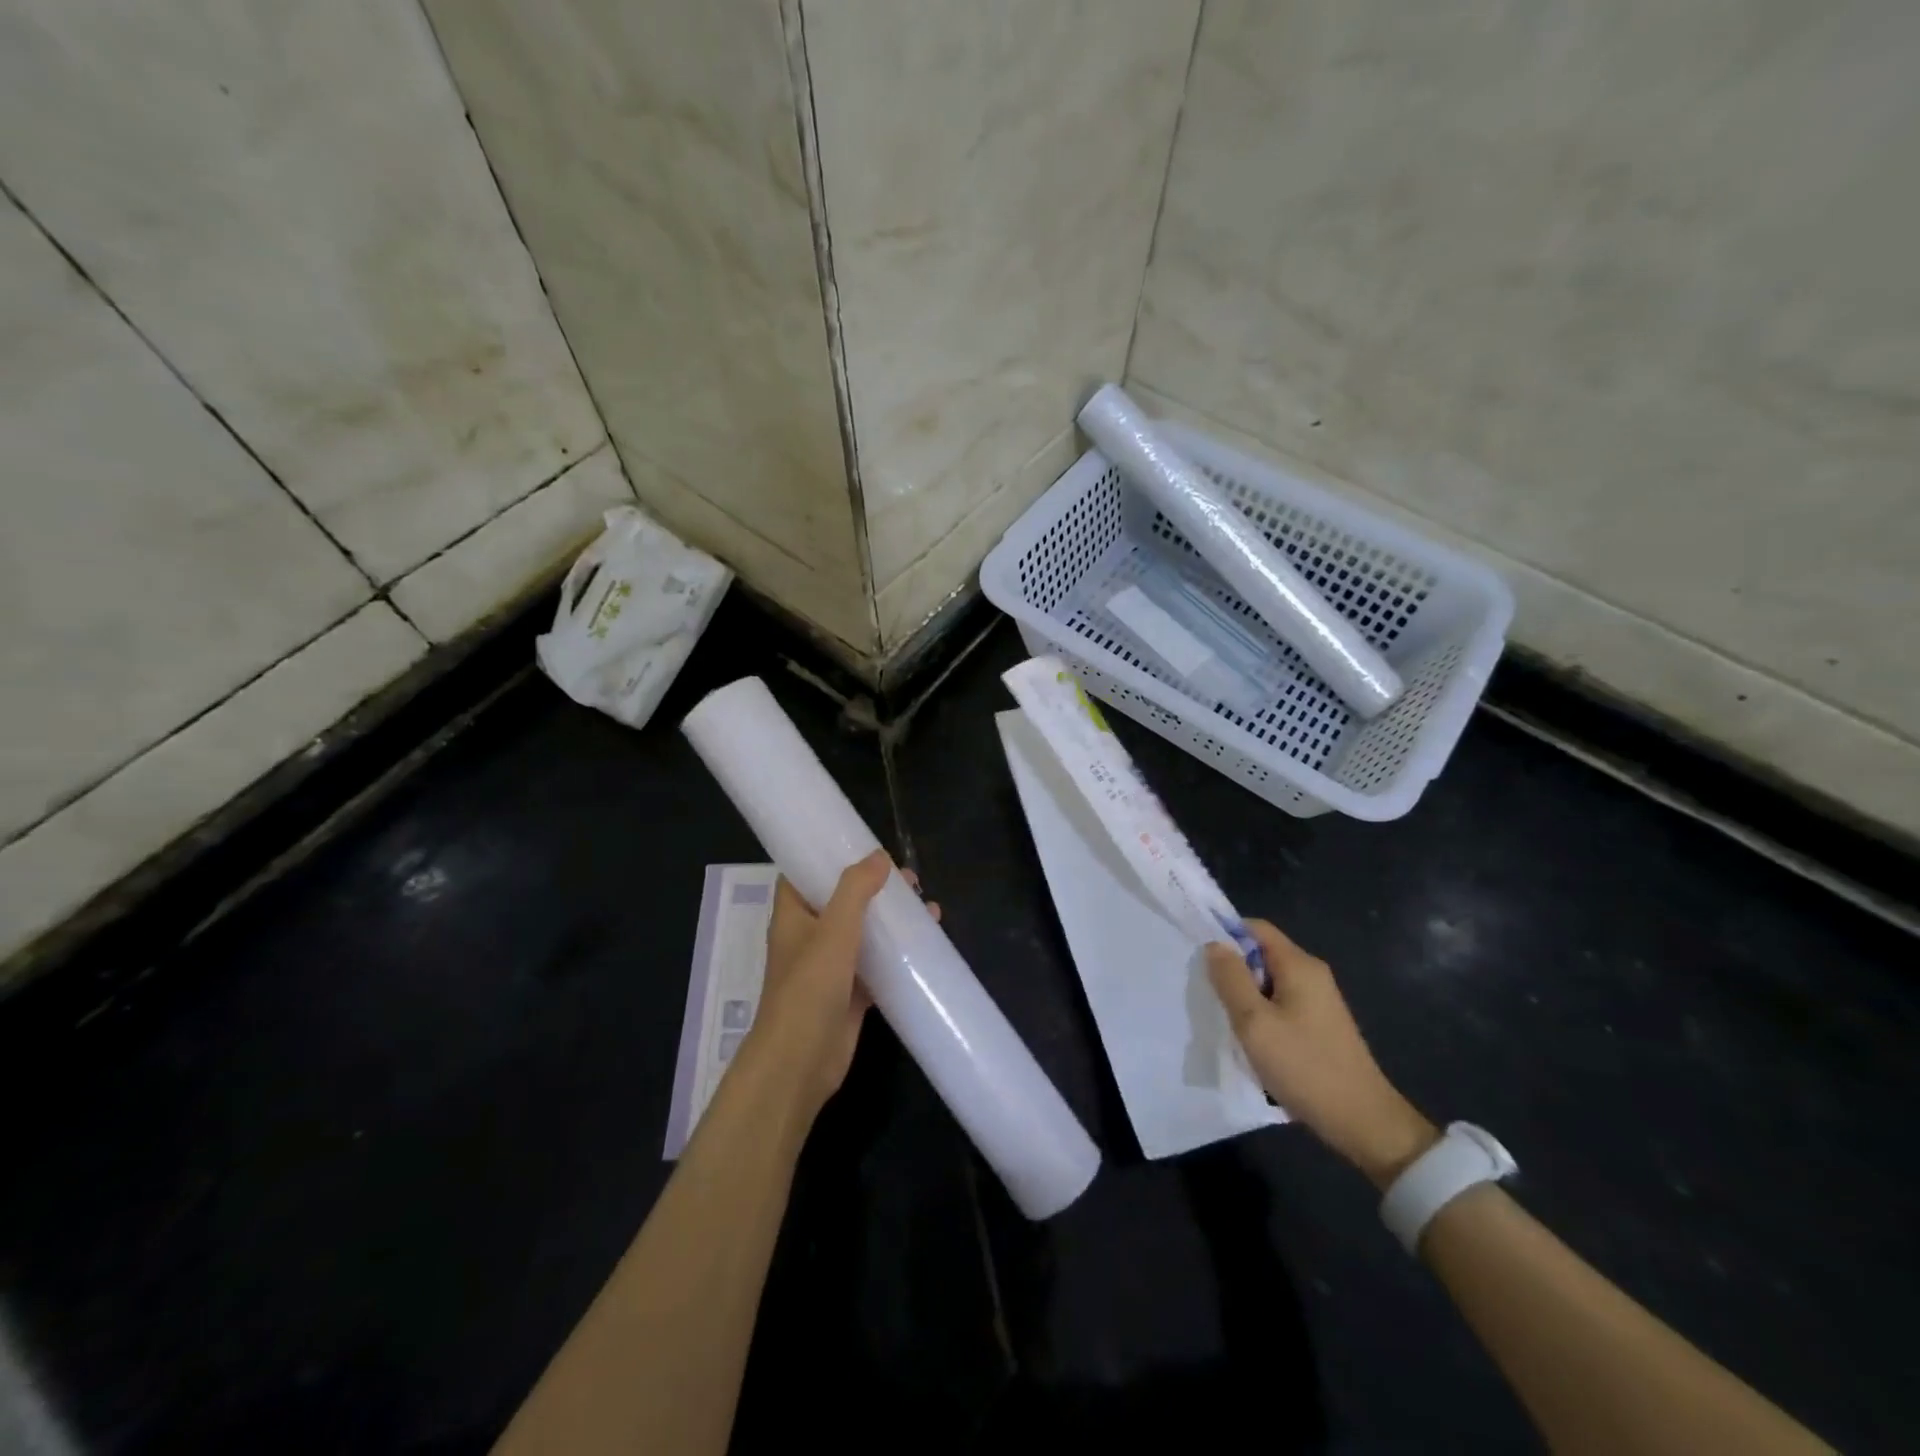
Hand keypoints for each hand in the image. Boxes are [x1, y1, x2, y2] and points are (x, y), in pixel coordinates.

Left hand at [743, 851, 937, 1120]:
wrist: (801, 1061)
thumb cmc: (809, 986)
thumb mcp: (834, 928)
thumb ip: (855, 889)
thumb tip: (879, 857)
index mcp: (793, 916)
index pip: (802, 876)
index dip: (827, 859)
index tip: (861, 846)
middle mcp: (808, 938)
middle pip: (841, 902)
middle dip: (873, 888)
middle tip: (909, 879)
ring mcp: (829, 968)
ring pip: (863, 933)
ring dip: (890, 920)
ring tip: (926, 906)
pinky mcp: (850, 995)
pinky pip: (876, 965)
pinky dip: (897, 954)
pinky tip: (925, 944)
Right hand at [1208, 920, 1437, 1188]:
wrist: (1363, 1122)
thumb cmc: (1305, 1066)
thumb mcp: (1255, 1022)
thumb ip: (1231, 978)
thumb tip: (1215, 944)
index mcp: (1299, 965)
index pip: (1255, 928)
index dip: (1225, 934)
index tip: (1199, 956)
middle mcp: (1312, 974)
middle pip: (1262, 954)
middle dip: (1233, 969)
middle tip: (1208, 993)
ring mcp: (1319, 1001)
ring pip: (1269, 981)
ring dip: (1245, 995)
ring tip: (1225, 1019)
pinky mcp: (1320, 1024)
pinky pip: (1281, 1003)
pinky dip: (1261, 1013)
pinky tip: (1251, 1039)